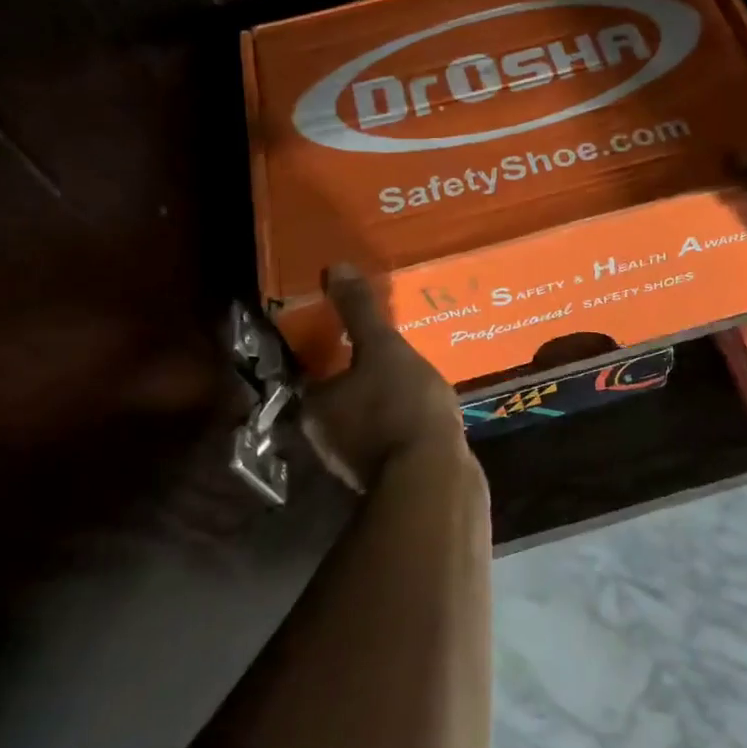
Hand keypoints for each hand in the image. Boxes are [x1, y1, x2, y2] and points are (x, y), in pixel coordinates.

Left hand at [300, 264, 468, 491]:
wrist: (433, 480)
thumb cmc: (399, 406)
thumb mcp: (383, 348)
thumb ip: (359, 311)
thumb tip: (335, 267)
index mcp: (316, 405)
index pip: (313, 370)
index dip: (332, 348)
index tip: (355, 333)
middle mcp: (326, 437)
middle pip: (339, 396)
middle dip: (360, 375)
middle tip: (387, 348)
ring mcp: (356, 462)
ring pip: (365, 418)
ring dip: (382, 400)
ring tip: (411, 373)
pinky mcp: (389, 476)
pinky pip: (391, 437)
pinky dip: (401, 422)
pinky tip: (425, 408)